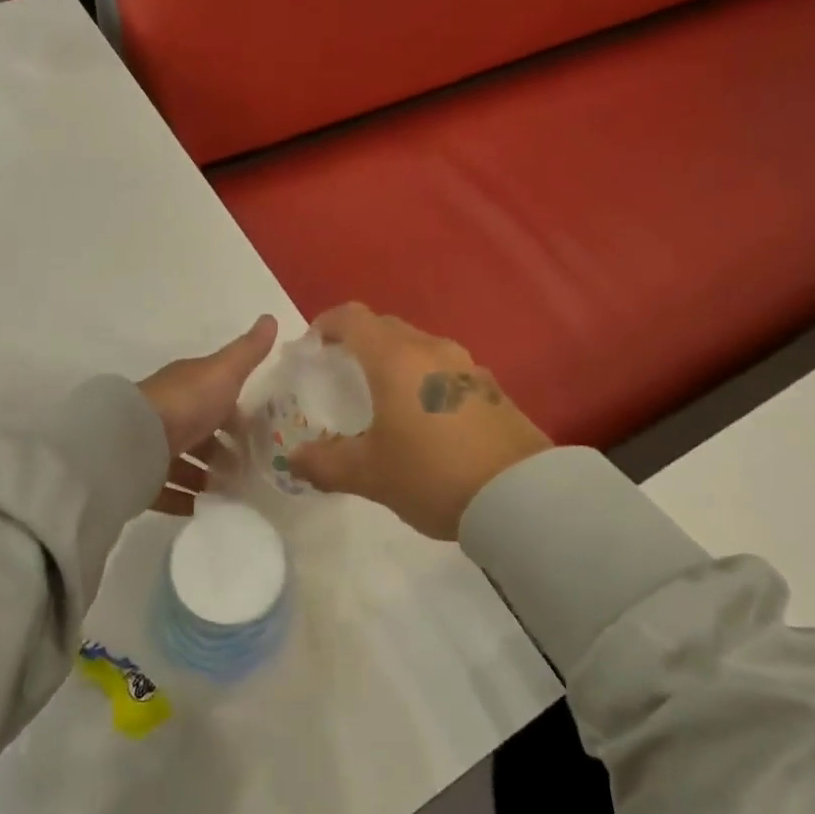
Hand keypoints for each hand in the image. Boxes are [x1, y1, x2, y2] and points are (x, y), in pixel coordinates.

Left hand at [138, 314, 277, 514]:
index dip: (238, 415)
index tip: (264, 436)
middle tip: (253, 473)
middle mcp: (169, 413)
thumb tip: (271, 317)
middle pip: (201, 433)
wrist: (134, 440)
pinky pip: (165, 490)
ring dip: (206, 477)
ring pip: (184, 462)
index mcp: (188, 386)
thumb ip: (248, 351)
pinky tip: (204, 511)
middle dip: (224, 451)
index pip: (217, 398)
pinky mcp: (141, 477)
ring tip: (233, 496)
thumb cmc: (186, 402)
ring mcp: (152, 446)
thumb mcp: (224, 372)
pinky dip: (184, 500)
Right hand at [288, 304, 549, 540]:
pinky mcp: (491, 387)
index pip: (352, 317)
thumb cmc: (432, 474)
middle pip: (385, 328)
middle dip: (358, 343)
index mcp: (395, 359)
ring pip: (418, 347)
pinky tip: (424, 420)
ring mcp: (467, 366)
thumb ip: (325, 463)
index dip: (326, 325)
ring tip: (383, 399)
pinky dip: (424, 380)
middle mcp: (431, 349)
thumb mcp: (370, 474)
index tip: (312, 348)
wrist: (520, 495)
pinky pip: (445, 370)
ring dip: (394, 361)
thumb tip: (294, 460)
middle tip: (342, 377)